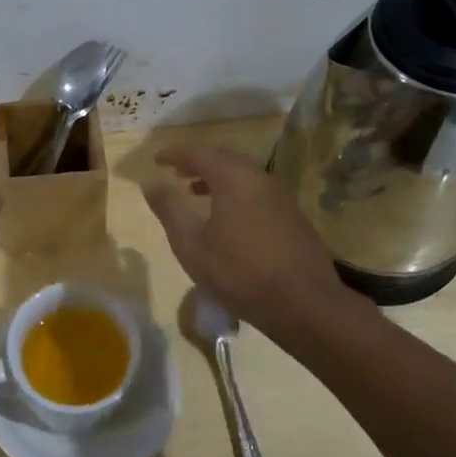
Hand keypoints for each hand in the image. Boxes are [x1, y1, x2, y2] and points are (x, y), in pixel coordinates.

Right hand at [142, 144, 363, 339]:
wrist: (304, 304)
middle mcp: (259, 177)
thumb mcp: (191, 243)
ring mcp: (280, 196)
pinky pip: (256, 191)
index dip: (175, 154)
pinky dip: (235, 192)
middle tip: (176, 172)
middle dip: (198, 162)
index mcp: (233, 177)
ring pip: (243, 175)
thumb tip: (151, 182)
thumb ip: (169, 208)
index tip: (156, 160)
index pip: (199, 153)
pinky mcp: (292, 216)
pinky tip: (227, 217)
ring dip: (217, 178)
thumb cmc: (239, 272)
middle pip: (224, 158)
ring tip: (196, 192)